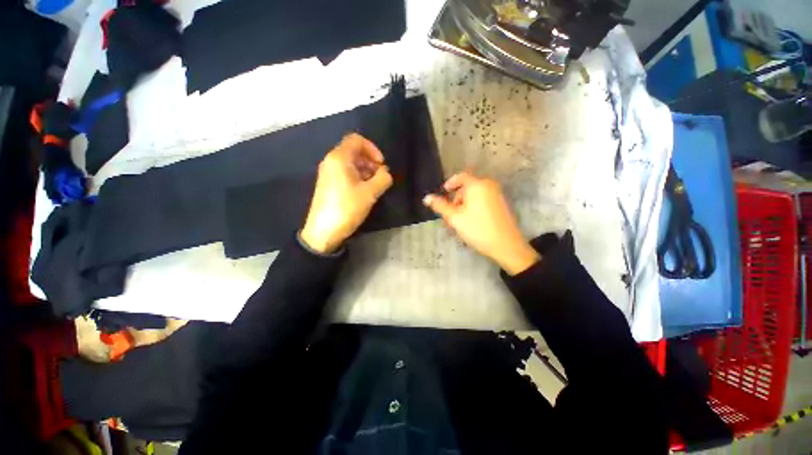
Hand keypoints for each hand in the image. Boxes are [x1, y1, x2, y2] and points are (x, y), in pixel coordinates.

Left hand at [301, 134, 392, 253]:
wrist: (323, 231)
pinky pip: (344, 173)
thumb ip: (383, 178)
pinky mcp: (328, 184)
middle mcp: (331, 161)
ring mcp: (328, 173)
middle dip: (370, 161)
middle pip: (353, 151)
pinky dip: (357, 177)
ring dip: (365, 170)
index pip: (356, 140)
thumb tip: (386, 172)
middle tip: (380, 177)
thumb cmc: (347, 208)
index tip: (381, 164)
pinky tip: (364, 191)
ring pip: (350, 163)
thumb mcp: (370, 193)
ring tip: (374, 186)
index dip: (372, 148)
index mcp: (339, 158)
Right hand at [423, 172, 539, 274]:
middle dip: (456, 198)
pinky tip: (471, 222)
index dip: (449, 183)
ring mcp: (497, 194)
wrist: (506, 245)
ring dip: (464, 205)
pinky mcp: (501, 203)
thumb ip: (440, 206)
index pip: (460, 176)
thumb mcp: (455, 218)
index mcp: (477, 185)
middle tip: (450, 215)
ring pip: (475, 195)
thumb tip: (426, 198)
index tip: (443, 193)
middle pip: (467, 187)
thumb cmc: (478, 229)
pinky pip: (483, 200)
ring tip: (459, 222)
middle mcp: (489, 185)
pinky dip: (473, 207)